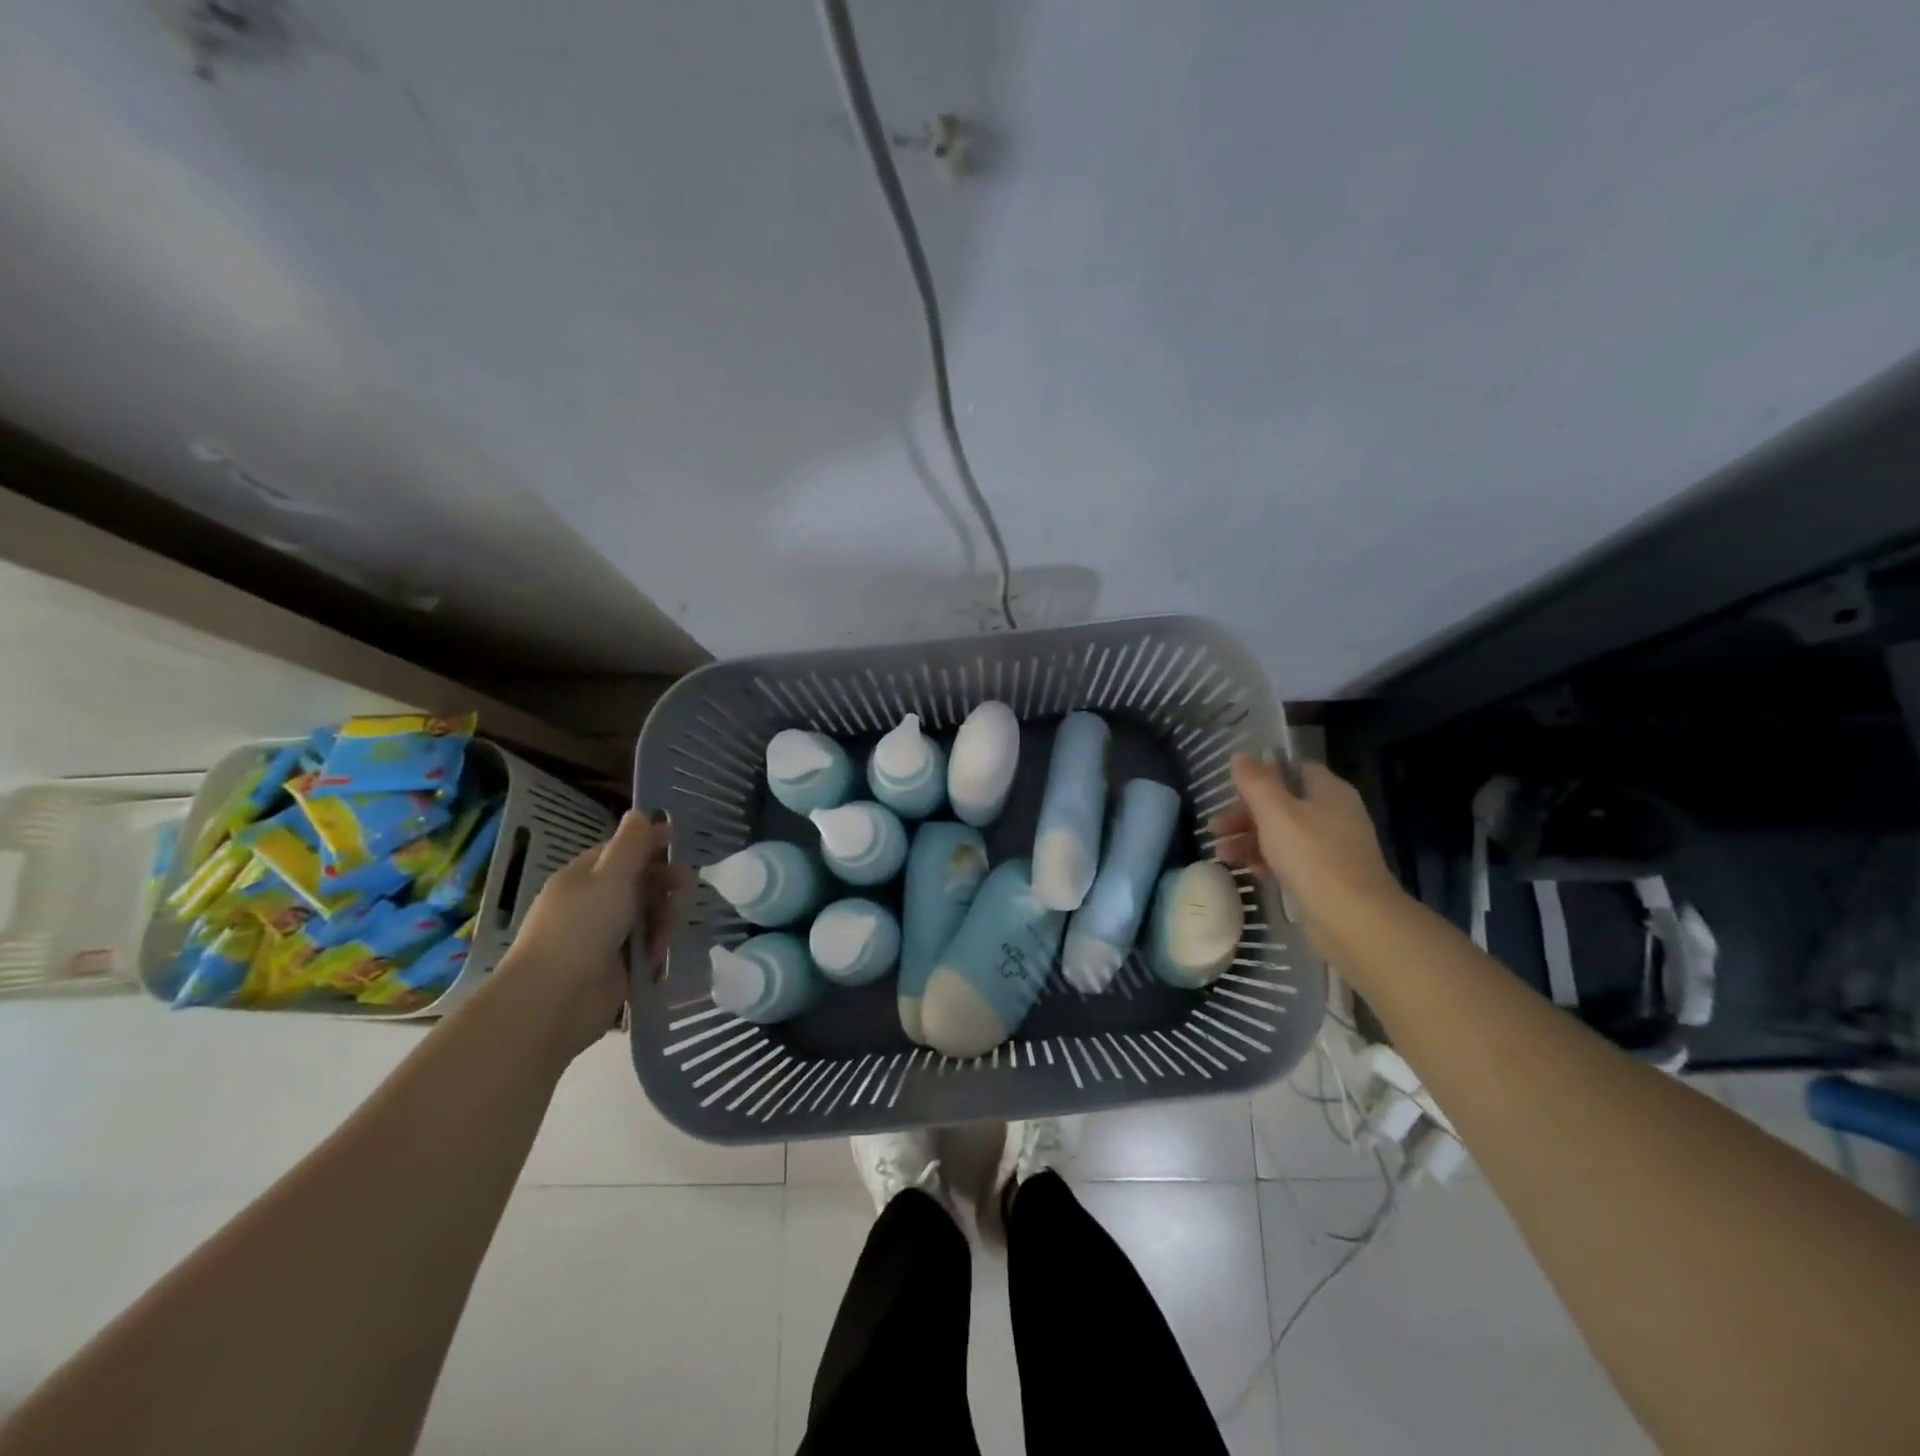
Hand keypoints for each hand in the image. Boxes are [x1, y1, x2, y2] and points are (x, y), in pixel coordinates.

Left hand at [491, 811, 686, 1061]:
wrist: (555, 999)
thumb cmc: (582, 928)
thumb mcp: (611, 877)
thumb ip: (630, 845)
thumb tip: (639, 812)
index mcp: (583, 878)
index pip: (620, 851)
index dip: (648, 843)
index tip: (677, 839)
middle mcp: (590, 904)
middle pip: (637, 884)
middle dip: (662, 884)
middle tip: (685, 888)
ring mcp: (601, 938)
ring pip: (644, 917)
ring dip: (661, 920)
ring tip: (665, 934)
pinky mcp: (612, 968)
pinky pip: (643, 949)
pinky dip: (653, 950)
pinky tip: (658, 958)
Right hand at [1209, 755, 1403, 956]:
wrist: (1353, 918)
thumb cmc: (1312, 856)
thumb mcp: (1275, 813)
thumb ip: (1255, 782)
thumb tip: (1241, 756)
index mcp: (1328, 791)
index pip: (1295, 769)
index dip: (1263, 775)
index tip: (1233, 788)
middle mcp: (1334, 814)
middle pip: (1284, 804)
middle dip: (1245, 814)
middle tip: (1216, 828)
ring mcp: (1333, 847)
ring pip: (1284, 834)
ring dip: (1250, 840)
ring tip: (1222, 855)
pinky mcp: (1328, 877)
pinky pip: (1292, 860)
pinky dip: (1268, 861)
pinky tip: (1248, 871)